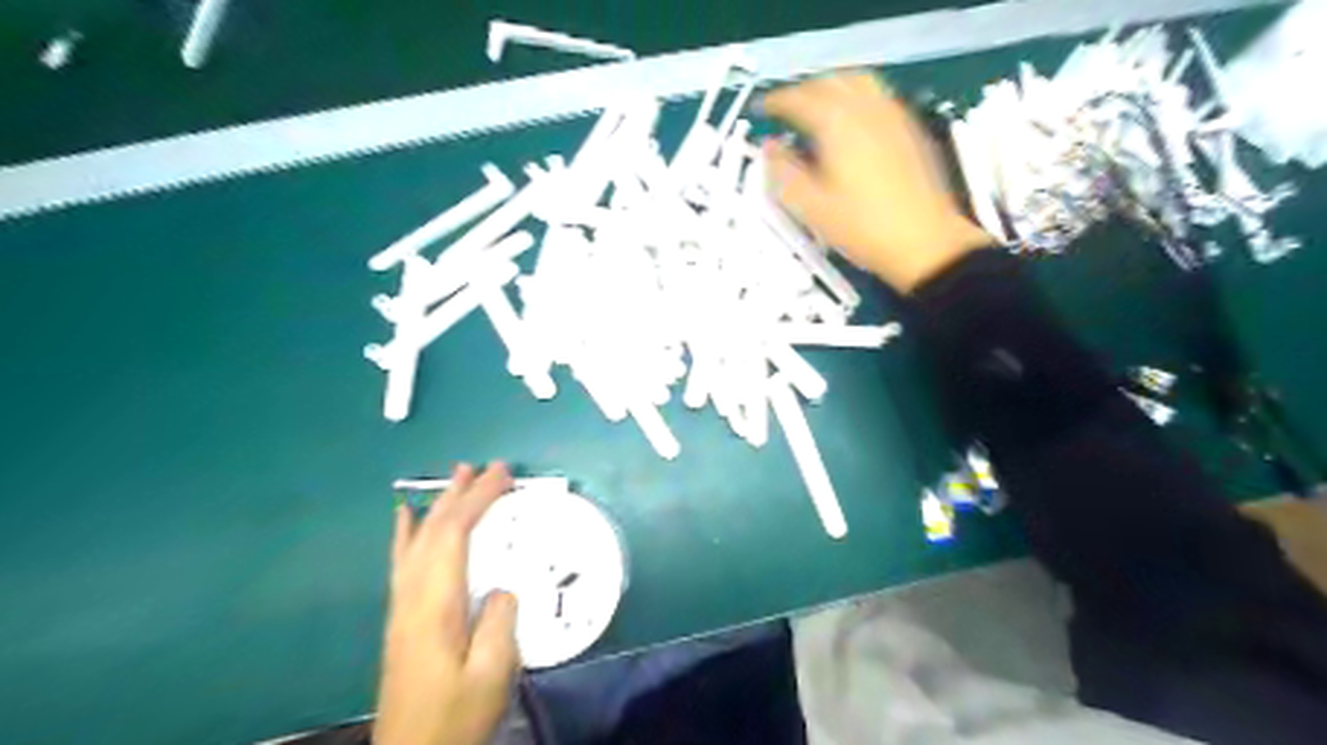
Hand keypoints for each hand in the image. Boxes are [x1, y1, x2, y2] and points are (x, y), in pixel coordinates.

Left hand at [377, 460, 519, 744]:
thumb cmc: (456, 716)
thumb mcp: (492, 673)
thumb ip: (499, 622)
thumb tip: (501, 588)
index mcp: (436, 605)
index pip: (455, 535)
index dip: (478, 499)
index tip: (503, 475)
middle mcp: (413, 596)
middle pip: (434, 530)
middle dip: (462, 494)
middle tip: (487, 467)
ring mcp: (402, 606)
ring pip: (417, 541)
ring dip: (438, 505)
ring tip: (455, 477)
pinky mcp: (402, 618)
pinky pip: (402, 562)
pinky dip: (406, 533)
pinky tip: (406, 518)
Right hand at [763, 73, 989, 290]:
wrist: (925, 242)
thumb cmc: (863, 227)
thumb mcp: (812, 208)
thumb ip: (784, 173)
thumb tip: (768, 148)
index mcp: (838, 124)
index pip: (800, 99)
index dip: (777, 100)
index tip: (762, 108)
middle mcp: (867, 109)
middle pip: (831, 81)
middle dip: (804, 89)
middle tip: (786, 108)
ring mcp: (893, 115)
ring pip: (858, 81)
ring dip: (831, 86)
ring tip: (817, 107)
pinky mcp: (910, 128)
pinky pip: (878, 95)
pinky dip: (855, 96)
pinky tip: (850, 121)